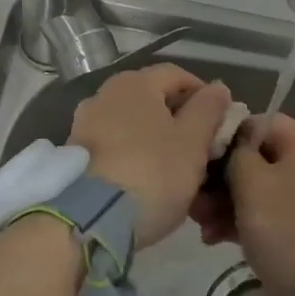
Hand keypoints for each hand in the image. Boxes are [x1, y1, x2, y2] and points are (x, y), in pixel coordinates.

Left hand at [68, 64, 232, 248]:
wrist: (90, 220)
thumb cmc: (152, 172)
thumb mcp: (193, 142)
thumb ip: (208, 110)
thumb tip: (217, 87)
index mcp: (135, 83)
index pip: (178, 75)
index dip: (203, 96)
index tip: (219, 124)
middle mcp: (105, 94)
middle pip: (152, 98)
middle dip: (179, 120)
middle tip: (200, 149)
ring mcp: (85, 123)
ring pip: (133, 124)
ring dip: (156, 139)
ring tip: (174, 169)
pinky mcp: (75, 154)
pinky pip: (114, 145)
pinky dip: (133, 155)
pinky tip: (145, 181)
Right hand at [193, 112, 294, 295]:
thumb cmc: (287, 226)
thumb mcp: (252, 183)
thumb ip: (235, 155)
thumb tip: (230, 148)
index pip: (258, 124)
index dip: (225, 138)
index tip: (199, 158)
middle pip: (255, 159)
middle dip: (219, 179)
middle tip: (193, 199)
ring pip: (256, 189)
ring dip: (223, 203)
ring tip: (199, 224)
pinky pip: (265, 214)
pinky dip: (240, 222)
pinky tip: (212, 238)